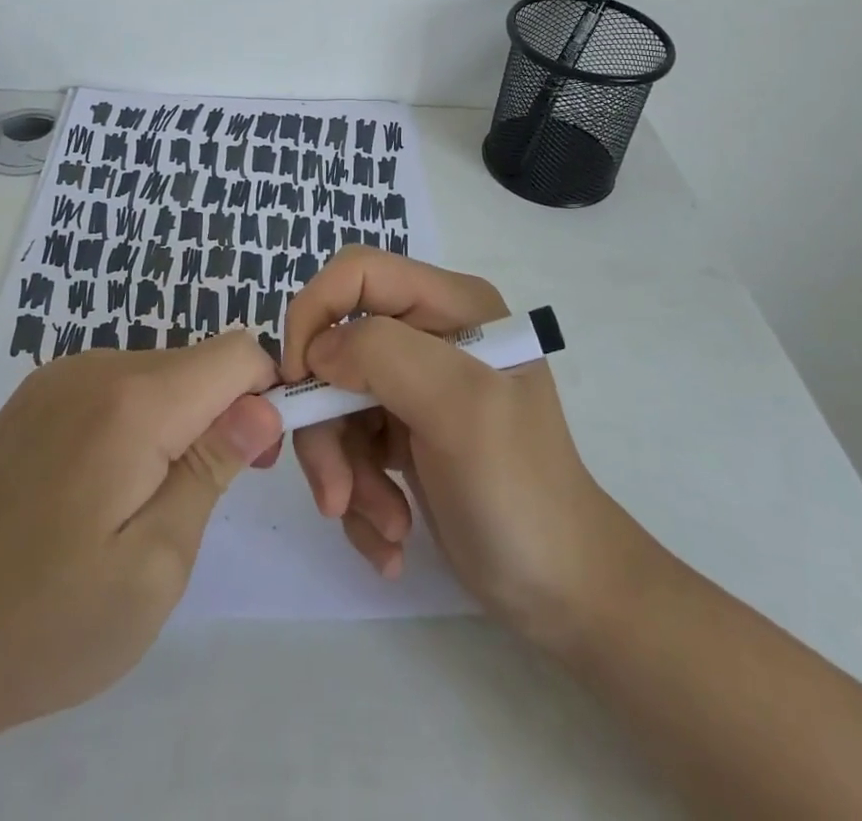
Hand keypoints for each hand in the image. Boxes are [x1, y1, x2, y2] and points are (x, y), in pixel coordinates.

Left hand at [0, 328, 282, 735]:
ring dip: (180, 421)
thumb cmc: (45, 623)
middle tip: (204, 499)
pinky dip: (139, 422)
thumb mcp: (155, 565)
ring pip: (161, 374)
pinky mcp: (37, 396)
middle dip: (224, 413)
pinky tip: (104, 489)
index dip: (266, 393)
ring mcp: (60, 376)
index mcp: (133, 401)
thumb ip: (213, 469)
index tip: (259, 458)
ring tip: (149, 504)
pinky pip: (119, 386)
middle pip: (198, 363)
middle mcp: (97, 366)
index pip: (237, 352)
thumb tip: (264, 404)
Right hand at [281, 248, 644, 642]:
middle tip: (337, 493)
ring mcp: (414, 387)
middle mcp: (429, 336)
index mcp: (452, 306)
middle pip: (336, 350)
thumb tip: (319, 352)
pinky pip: (349, 447)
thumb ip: (385, 356)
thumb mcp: (461, 409)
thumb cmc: (520, 490)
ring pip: (334, 405)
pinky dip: (358, 495)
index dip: (316, 313)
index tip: (300, 382)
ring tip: (386, 526)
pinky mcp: (402, 433)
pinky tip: (391, 537)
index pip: (358, 273)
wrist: (561, 589)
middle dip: (328, 426)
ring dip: (345, 473)